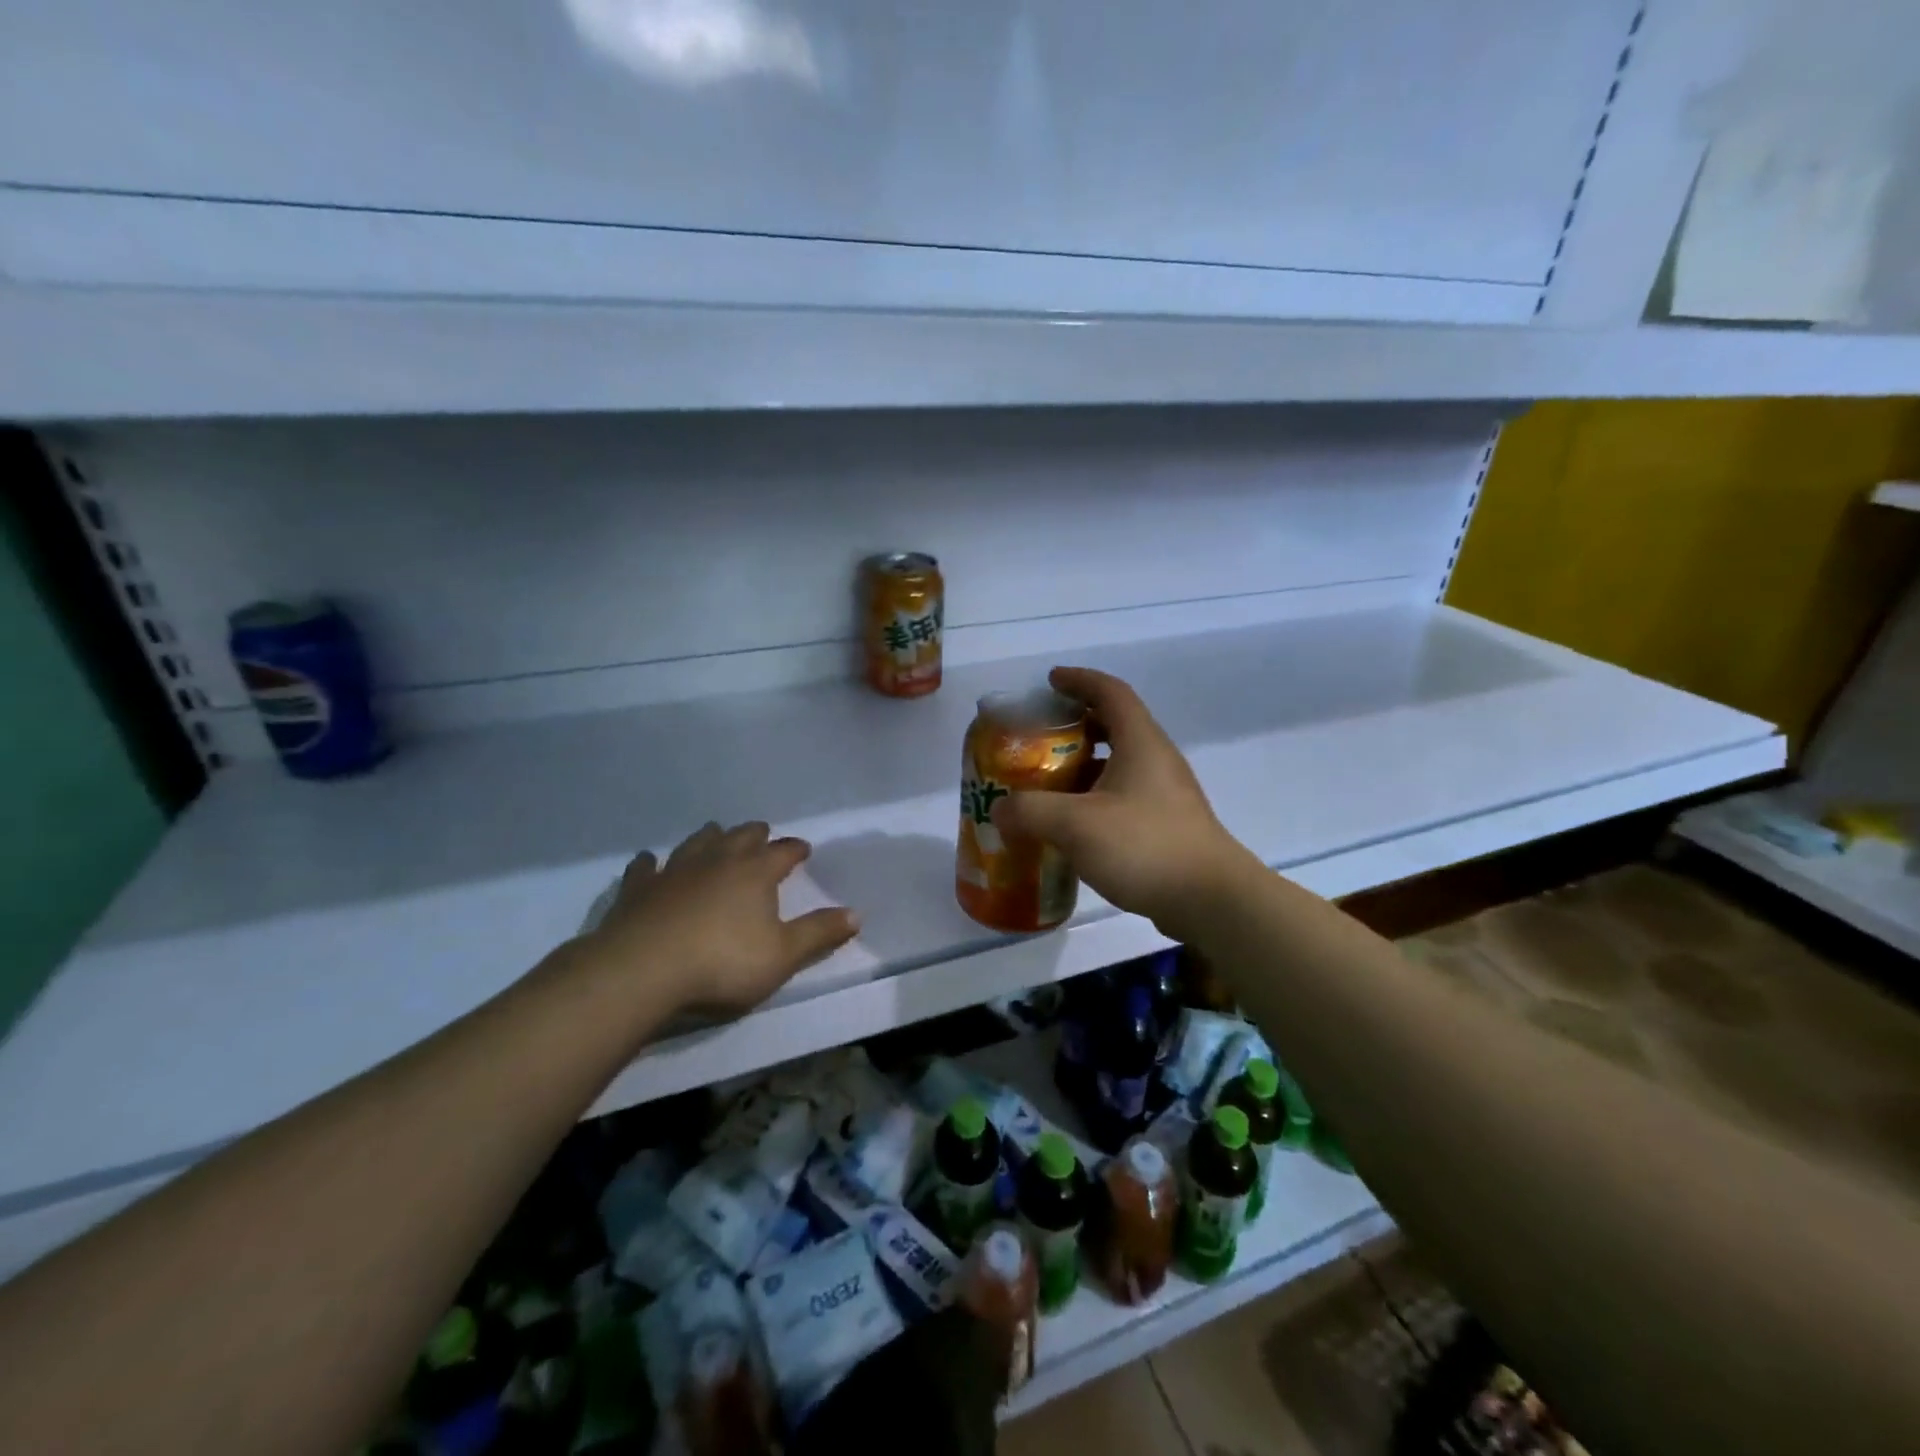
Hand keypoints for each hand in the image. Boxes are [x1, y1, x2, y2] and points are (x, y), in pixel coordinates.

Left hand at [580, 821, 859, 1018]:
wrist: (643, 971)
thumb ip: (819, 934)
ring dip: (711, 837)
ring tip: (716, 835)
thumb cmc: (722, 963)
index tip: (803, 850)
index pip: (783, 852)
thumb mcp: (782, 956)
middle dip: (756, 834)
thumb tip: (856, 914)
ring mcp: (675, 870)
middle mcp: (717, 861)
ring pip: (697, 842)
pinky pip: (646, 867)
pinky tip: (650, 860)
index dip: (795, 850)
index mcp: (755, 872)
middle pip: (741, 837)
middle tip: (762, 835)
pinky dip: (651, 862)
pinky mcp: (638, 889)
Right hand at [991, 667, 1259, 941]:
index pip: (1110, 692)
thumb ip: (1030, 811)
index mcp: (1140, 742)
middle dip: (1076, 724)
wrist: (1210, 900)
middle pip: (1115, 725)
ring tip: (1047, 782)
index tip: (1050, 681)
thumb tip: (1000, 809)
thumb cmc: (1144, 846)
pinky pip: (1123, 795)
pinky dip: (1094, 797)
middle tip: (1040, 736)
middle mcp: (1156, 759)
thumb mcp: (1076, 825)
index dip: (1079, 680)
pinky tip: (1072, 825)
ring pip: (1119, 763)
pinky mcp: (1166, 824)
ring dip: (1084, 765)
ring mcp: (1165, 793)